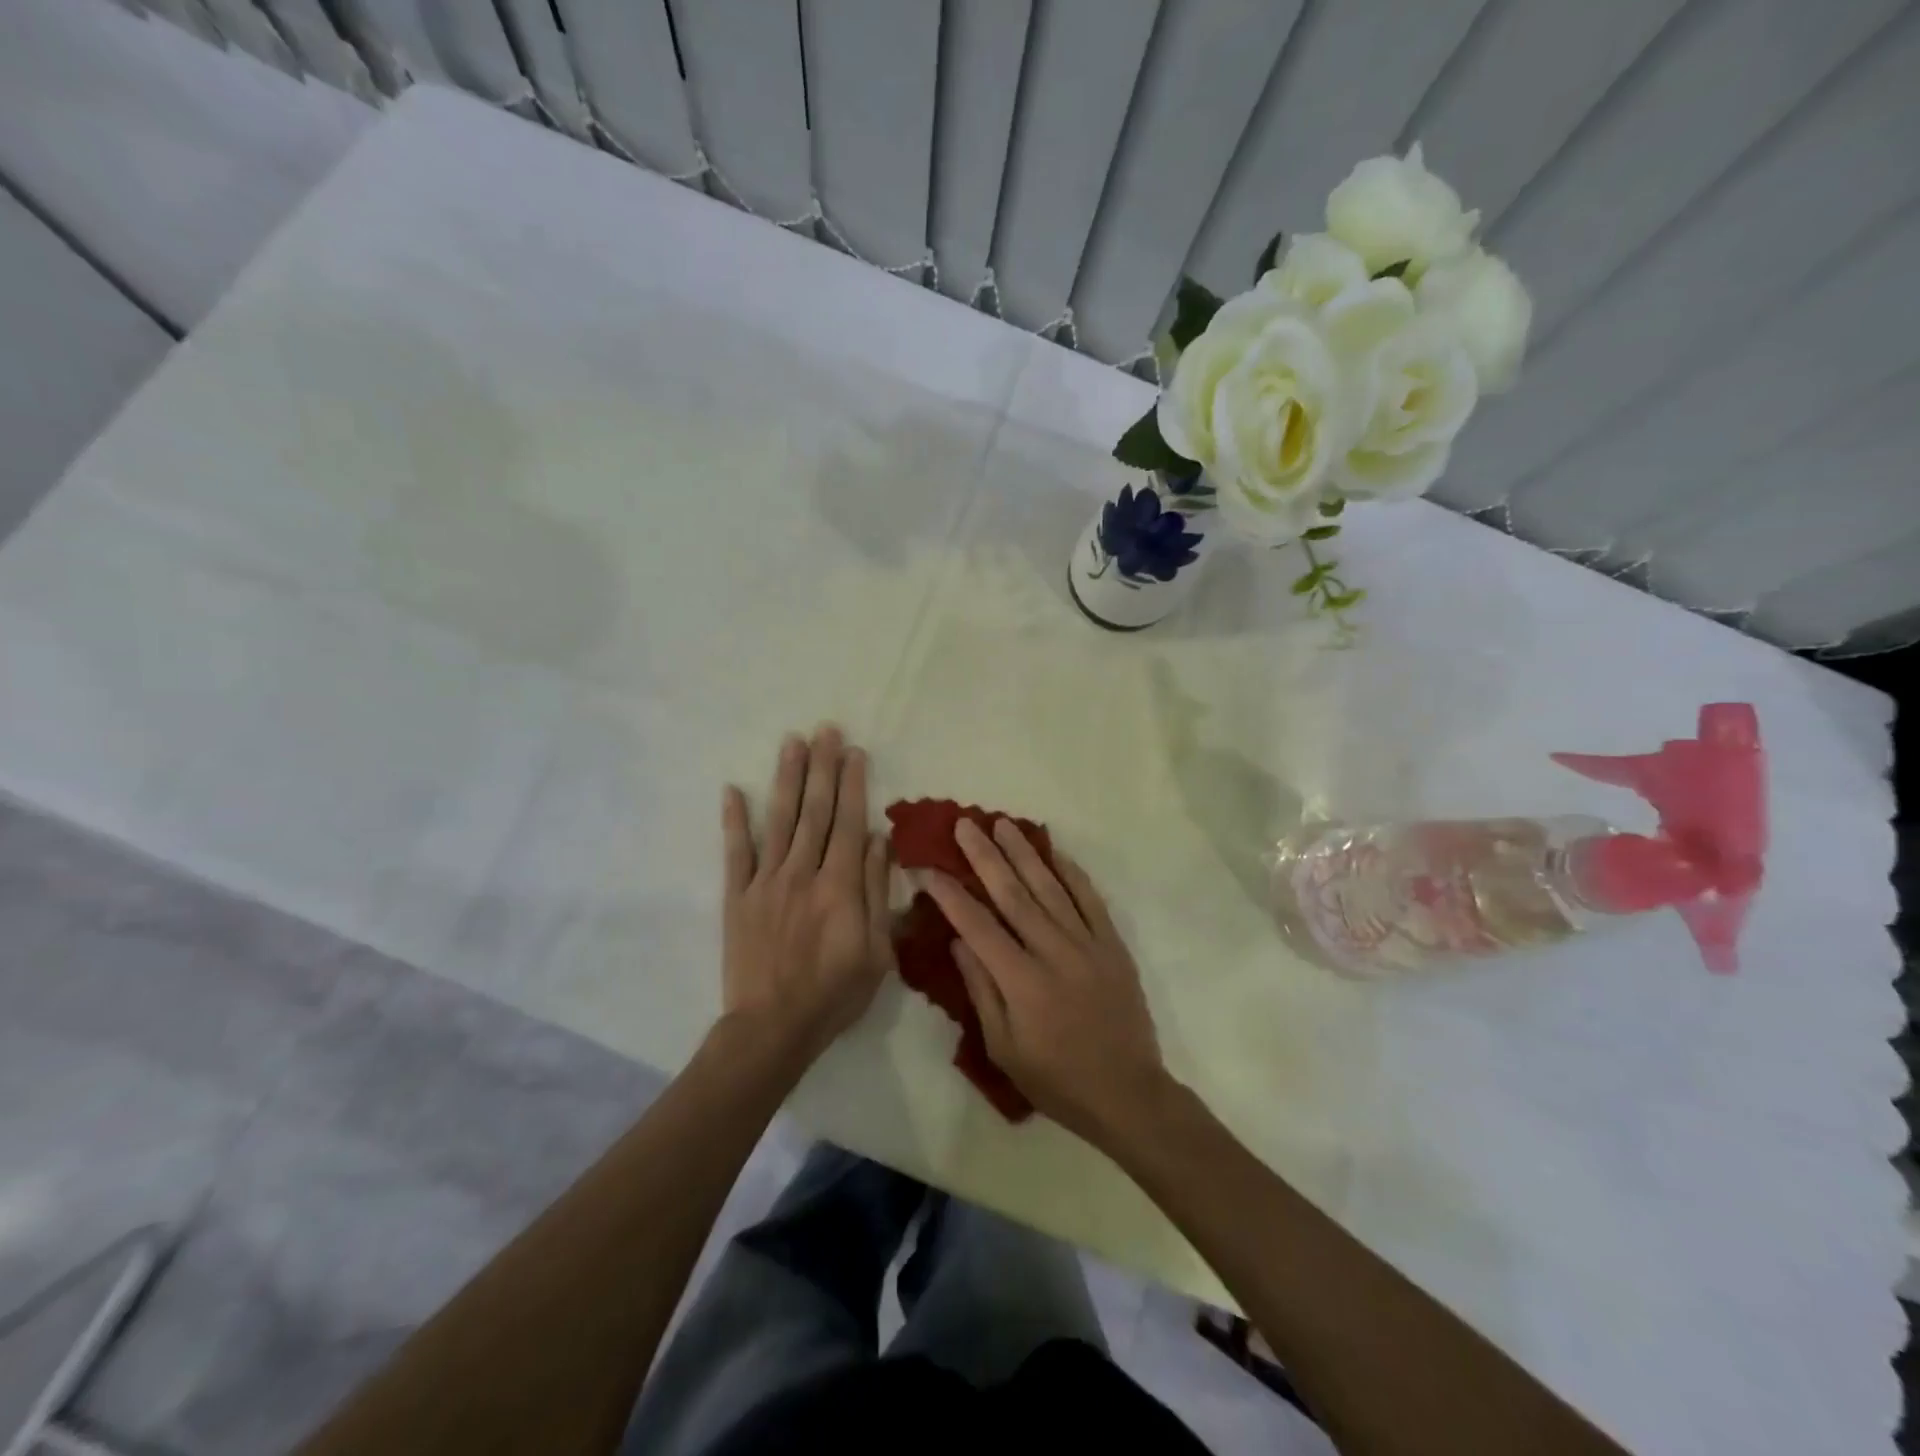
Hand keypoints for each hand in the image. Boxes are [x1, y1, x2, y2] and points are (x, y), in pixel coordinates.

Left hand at [721, 727, 892, 1064]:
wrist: (773, 1028)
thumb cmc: (835, 993)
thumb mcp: (877, 951)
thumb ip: (876, 892)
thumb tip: (879, 841)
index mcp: (840, 886)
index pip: (849, 823)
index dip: (853, 784)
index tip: (855, 752)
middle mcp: (802, 873)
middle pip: (815, 811)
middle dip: (823, 767)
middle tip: (826, 730)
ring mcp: (766, 882)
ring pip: (780, 821)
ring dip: (787, 779)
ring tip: (792, 742)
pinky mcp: (738, 897)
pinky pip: (736, 853)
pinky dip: (734, 821)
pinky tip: (733, 790)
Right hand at [924, 819, 1169, 1144]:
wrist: (1127, 1093)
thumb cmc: (1056, 1079)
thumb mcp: (1004, 1048)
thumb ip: (981, 991)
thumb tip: (959, 941)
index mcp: (1022, 981)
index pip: (977, 925)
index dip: (950, 894)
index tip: (929, 868)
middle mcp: (1054, 952)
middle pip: (1013, 894)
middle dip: (985, 857)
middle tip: (966, 825)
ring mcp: (1087, 944)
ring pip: (1050, 888)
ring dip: (1025, 853)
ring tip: (1003, 824)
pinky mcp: (1112, 945)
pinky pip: (1090, 899)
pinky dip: (1072, 873)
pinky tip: (1055, 852)